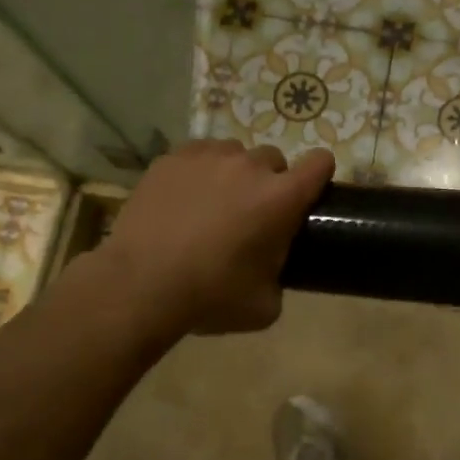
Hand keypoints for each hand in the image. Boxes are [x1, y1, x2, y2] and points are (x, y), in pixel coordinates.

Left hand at [95, 141, 334, 336]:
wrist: (139, 285)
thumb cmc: (210, 296)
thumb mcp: (265, 305)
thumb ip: (280, 276)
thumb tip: (273, 269)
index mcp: (281, 198)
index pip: (320, 163)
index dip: (319, 175)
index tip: (307, 193)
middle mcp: (250, 167)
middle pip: (274, 159)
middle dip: (269, 182)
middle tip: (251, 214)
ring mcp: (208, 157)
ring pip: (235, 154)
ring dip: (234, 174)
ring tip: (213, 204)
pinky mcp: (172, 159)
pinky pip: (199, 154)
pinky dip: (199, 171)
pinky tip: (184, 199)